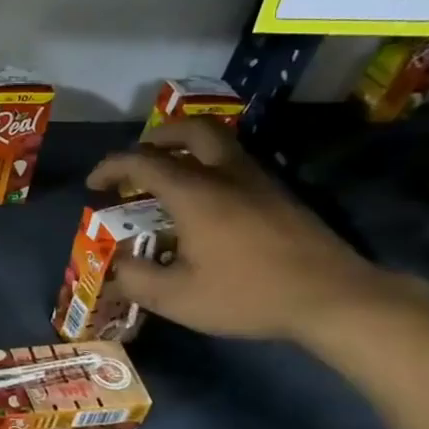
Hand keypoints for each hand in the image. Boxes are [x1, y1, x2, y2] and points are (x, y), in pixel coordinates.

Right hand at [85, 118, 401, 343]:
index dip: (111, 167)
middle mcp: (225, 174)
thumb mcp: (178, 298)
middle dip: (157, 137)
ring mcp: (259, 181)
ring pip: (219, 142)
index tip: (94, 184)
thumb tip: (113, 267)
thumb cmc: (248, 294)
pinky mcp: (281, 194)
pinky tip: (207, 201)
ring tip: (170, 175)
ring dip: (187, 148)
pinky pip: (236, 163)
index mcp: (194, 193)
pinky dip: (210, 166)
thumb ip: (136, 279)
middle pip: (190, 130)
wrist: (334, 298)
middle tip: (139, 158)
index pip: (142, 161)